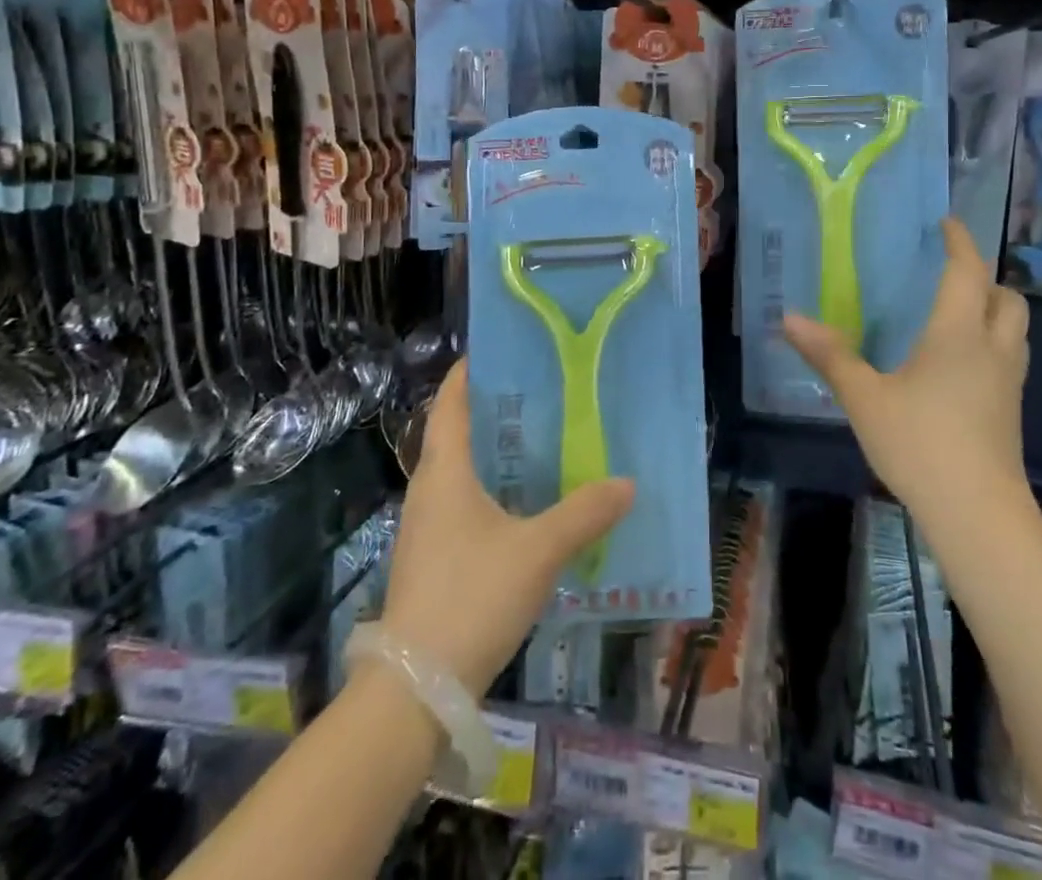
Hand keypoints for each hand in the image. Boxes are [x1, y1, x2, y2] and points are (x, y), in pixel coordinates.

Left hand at [379, 359, 634, 696]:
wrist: (414, 690)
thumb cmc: (471, 597)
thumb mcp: (538, 551)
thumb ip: (584, 514)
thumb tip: (627, 484)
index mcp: (444, 472)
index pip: (450, 404)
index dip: (468, 373)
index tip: (500, 350)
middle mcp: (429, 491)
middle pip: (457, 434)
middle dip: (494, 411)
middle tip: (542, 395)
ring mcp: (426, 529)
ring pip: (461, 474)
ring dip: (494, 455)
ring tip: (542, 445)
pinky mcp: (432, 561)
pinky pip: (464, 507)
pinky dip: (492, 493)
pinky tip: (526, 509)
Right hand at [784, 217, 1030, 525]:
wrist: (978, 513)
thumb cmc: (920, 444)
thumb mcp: (864, 398)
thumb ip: (830, 355)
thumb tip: (789, 318)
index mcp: (957, 333)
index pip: (967, 272)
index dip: (960, 242)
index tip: (947, 223)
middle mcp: (992, 348)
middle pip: (1006, 298)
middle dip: (984, 278)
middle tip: (951, 275)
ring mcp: (1009, 382)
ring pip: (1015, 328)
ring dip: (994, 309)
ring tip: (958, 313)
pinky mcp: (1012, 410)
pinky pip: (1010, 357)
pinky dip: (993, 342)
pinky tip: (961, 363)